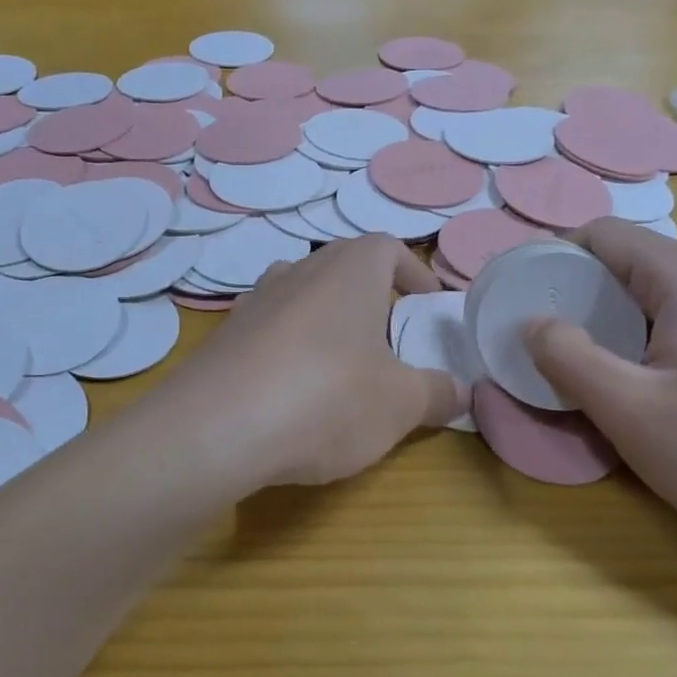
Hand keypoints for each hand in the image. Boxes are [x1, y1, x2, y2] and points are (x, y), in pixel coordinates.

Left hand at [169, 235, 464, 488]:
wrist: (216, 428)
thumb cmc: (327, 398)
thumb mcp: (400, 403)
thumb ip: (437, 393)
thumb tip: (460, 390)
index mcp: (349, 270)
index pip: (388, 248)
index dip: (413, 273)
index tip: (427, 306)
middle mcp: (299, 271)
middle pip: (343, 269)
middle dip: (371, 300)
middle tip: (389, 343)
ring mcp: (255, 301)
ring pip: (302, 297)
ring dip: (327, 323)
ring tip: (342, 367)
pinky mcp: (224, 336)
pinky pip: (269, 331)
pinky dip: (288, 350)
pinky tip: (292, 393)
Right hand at [523, 219, 676, 558]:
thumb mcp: (630, 412)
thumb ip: (568, 358)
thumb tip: (533, 322)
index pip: (600, 234)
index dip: (552, 259)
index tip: (523, 301)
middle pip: (630, 262)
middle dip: (581, 296)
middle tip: (551, 345)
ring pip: (660, 293)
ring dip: (616, 321)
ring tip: (596, 370)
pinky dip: (654, 338)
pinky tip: (655, 388)